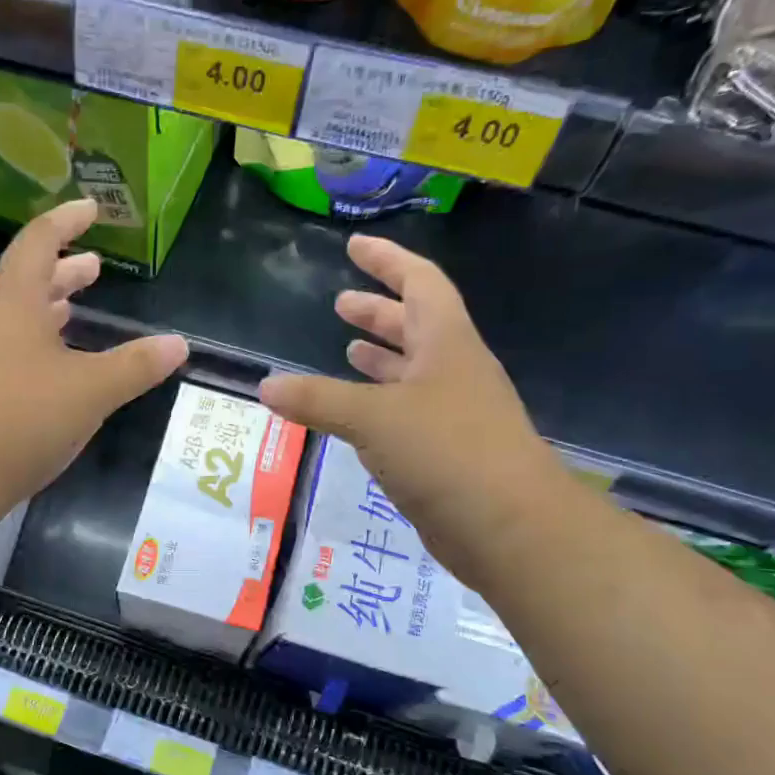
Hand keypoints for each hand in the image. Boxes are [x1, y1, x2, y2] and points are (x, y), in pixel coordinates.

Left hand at [0, 199, 188, 513]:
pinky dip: (33, 347)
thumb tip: (179, 344)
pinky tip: (49, 373)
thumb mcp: (89, 391)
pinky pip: (4, 353)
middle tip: (94, 267)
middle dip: (62, 272)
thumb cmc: (18, 418)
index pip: (40, 243)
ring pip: (14, 320)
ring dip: (46, 311)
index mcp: (13, 302)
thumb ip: (135, 367)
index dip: (67, 222)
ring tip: (74, 310)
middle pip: (25, 282)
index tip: (91, 208)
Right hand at [258, 235, 563, 572]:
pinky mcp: (448, 453)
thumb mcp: (372, 418)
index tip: (355, 246)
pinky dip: (380, 405)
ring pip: (413, 372)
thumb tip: (265, 387)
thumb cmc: (445, 452)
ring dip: (381, 358)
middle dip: (379, 313)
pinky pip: (408, 414)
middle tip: (340, 304)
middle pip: (416, 326)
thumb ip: (316, 400)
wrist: (510, 528)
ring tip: (346, 351)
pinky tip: (356, 417)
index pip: (420, 283)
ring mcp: (455, 414)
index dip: (388, 260)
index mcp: (446, 344)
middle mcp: (454, 371)